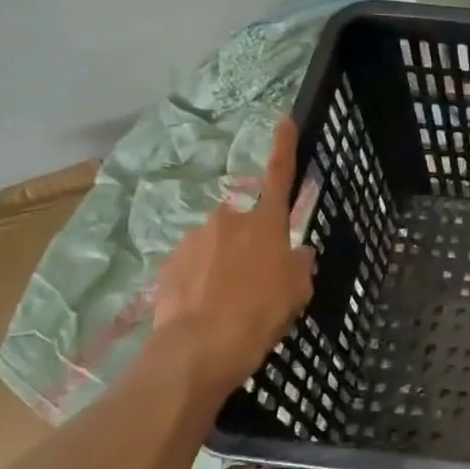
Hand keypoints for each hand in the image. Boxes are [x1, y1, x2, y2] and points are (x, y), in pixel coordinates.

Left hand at [151, 118, 315, 400]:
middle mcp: (229, 221)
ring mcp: (195, 240)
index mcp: (266, 224)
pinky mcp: (170, 263)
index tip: (284, 120)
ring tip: (229, 303)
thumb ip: (299, 266)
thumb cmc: (259, 315)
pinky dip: (201, 280)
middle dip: (250, 244)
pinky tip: (206, 308)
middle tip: (257, 281)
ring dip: (224, 264)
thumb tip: (299, 253)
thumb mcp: (296, 293)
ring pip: (217, 246)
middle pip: (246, 224)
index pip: (280, 176)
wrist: (198, 349)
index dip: (284, 147)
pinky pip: (194, 264)